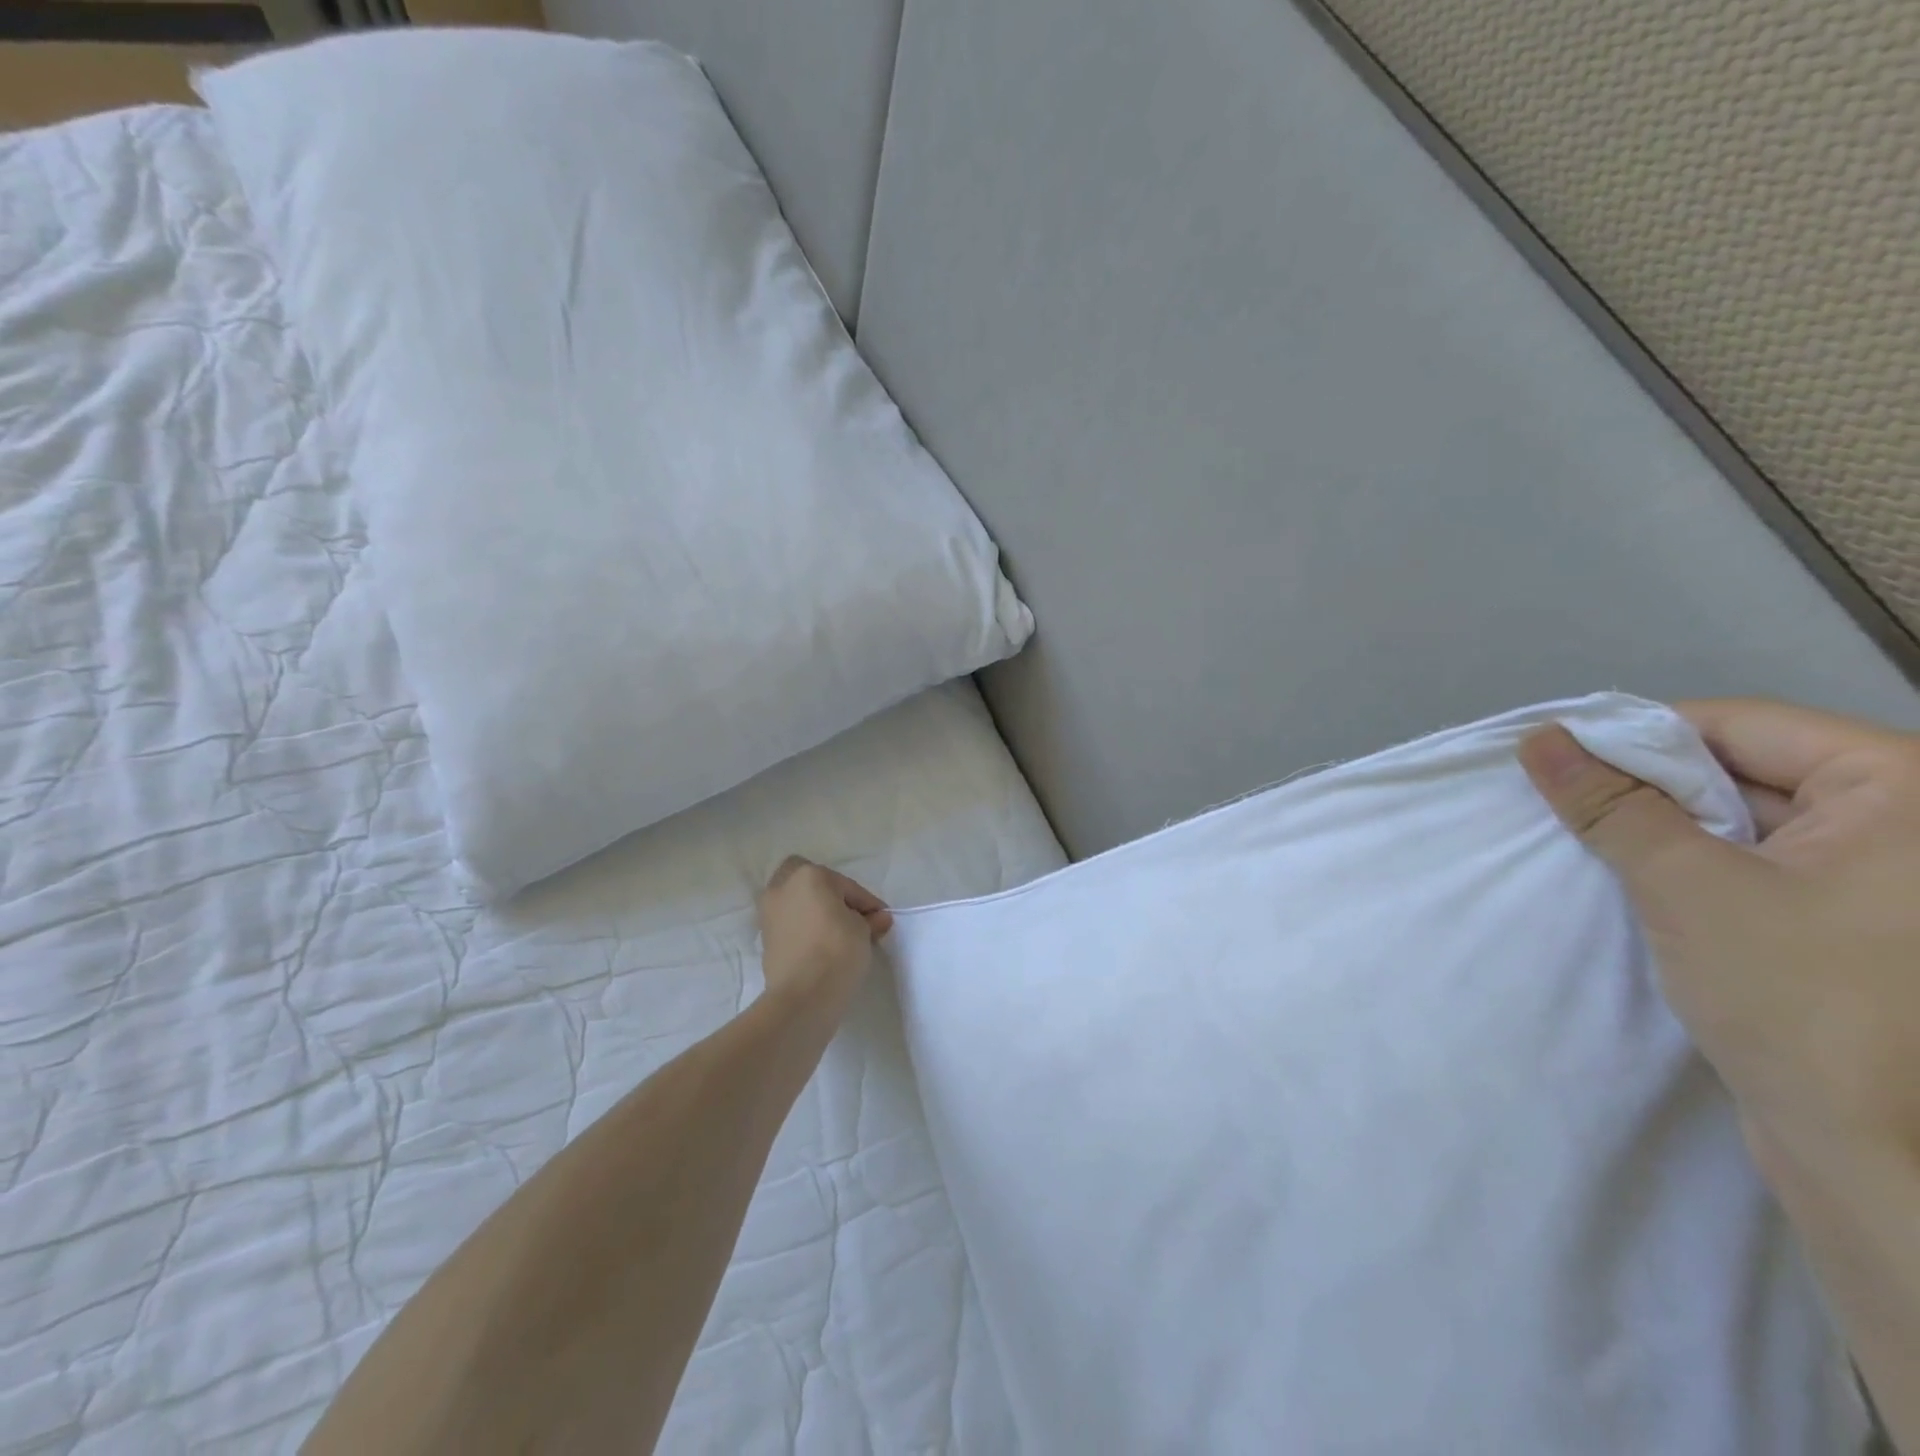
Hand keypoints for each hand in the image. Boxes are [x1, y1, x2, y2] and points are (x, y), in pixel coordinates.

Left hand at [756, 857, 892, 1012]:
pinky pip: (790, 923)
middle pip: (811, 882)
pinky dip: (804, 928)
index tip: (881, 920)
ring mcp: (769, 913)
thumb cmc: (837, 951)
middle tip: (850, 915)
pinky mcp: (765, 939)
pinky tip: (820, 945)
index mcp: (809, 875)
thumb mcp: (863, 931)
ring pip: (797, 901)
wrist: (802, 998)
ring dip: (814, 910)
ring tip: (837, 932)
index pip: (847, 886)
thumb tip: (878, 919)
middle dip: (830, 893)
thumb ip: (870, 920)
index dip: (868, 903)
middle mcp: (783, 887)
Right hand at [1521, 699, 1919, 1455]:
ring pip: (1749, 815)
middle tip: (1565, 802)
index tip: (1559, 759)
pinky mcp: (1865, 919)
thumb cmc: (1795, 1000)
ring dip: (1667, 825)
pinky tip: (1640, 874)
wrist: (1874, 1153)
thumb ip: (1609, 804)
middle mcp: (1914, 823)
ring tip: (1593, 839)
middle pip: (1749, 767)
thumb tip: (1540, 739)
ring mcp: (1895, 876)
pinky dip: (1697, 859)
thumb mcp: (1685, 885)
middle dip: (1650, 784)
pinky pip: (1764, 858)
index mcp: (1908, 791)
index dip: (1640, 736)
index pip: (1742, 725)